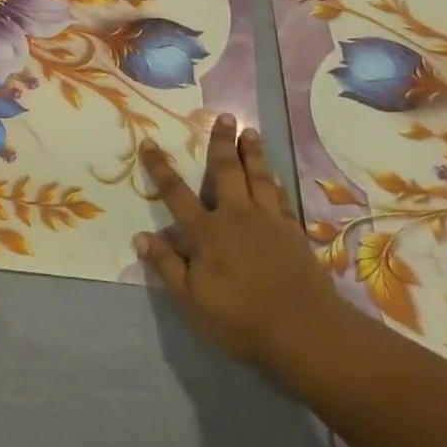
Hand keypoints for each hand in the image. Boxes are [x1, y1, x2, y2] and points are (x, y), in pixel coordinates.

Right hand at [135, 115, 357, 380]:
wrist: (305, 330)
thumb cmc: (240, 318)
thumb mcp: (191, 300)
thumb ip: (166, 266)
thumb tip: (141, 237)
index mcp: (206, 232)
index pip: (176, 193)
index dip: (160, 168)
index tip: (148, 142)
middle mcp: (236, 216)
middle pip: (226, 171)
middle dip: (222, 142)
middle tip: (224, 116)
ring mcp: (269, 221)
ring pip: (258, 177)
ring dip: (253, 152)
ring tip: (250, 131)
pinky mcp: (293, 232)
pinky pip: (281, 197)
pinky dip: (275, 181)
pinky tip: (275, 174)